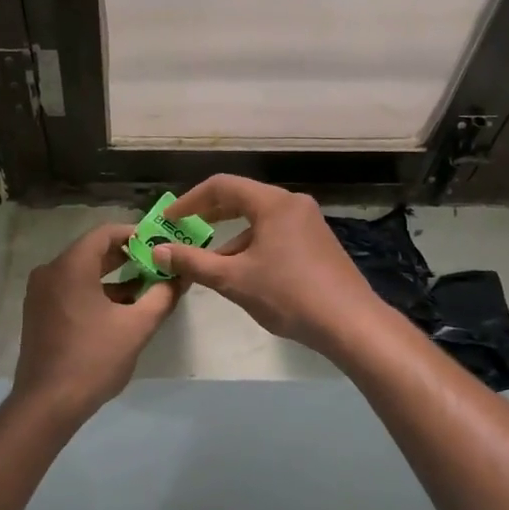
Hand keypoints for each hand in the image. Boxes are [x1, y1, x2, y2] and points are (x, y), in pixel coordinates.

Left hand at [13, 223, 181, 418]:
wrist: (47, 404)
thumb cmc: (93, 359)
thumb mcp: (136, 327)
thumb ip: (162, 296)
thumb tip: (180, 277)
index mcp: (70, 267)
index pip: (104, 233)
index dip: (134, 235)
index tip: (160, 244)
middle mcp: (50, 272)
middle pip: (92, 251)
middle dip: (127, 257)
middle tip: (158, 264)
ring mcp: (40, 293)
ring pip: (82, 272)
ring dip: (113, 277)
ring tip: (146, 288)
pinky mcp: (39, 313)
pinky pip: (71, 289)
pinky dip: (95, 292)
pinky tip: (121, 309)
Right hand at [152, 175, 388, 359]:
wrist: (351, 323)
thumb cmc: (288, 295)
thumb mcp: (233, 279)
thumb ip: (193, 262)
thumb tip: (158, 251)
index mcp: (273, 203)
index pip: (221, 186)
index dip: (189, 201)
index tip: (168, 220)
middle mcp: (292, 204)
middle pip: (242, 198)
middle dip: (209, 214)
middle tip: (183, 231)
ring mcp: (309, 222)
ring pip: (259, 218)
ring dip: (231, 235)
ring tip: (209, 261)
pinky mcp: (318, 242)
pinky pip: (276, 232)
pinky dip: (252, 244)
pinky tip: (243, 272)